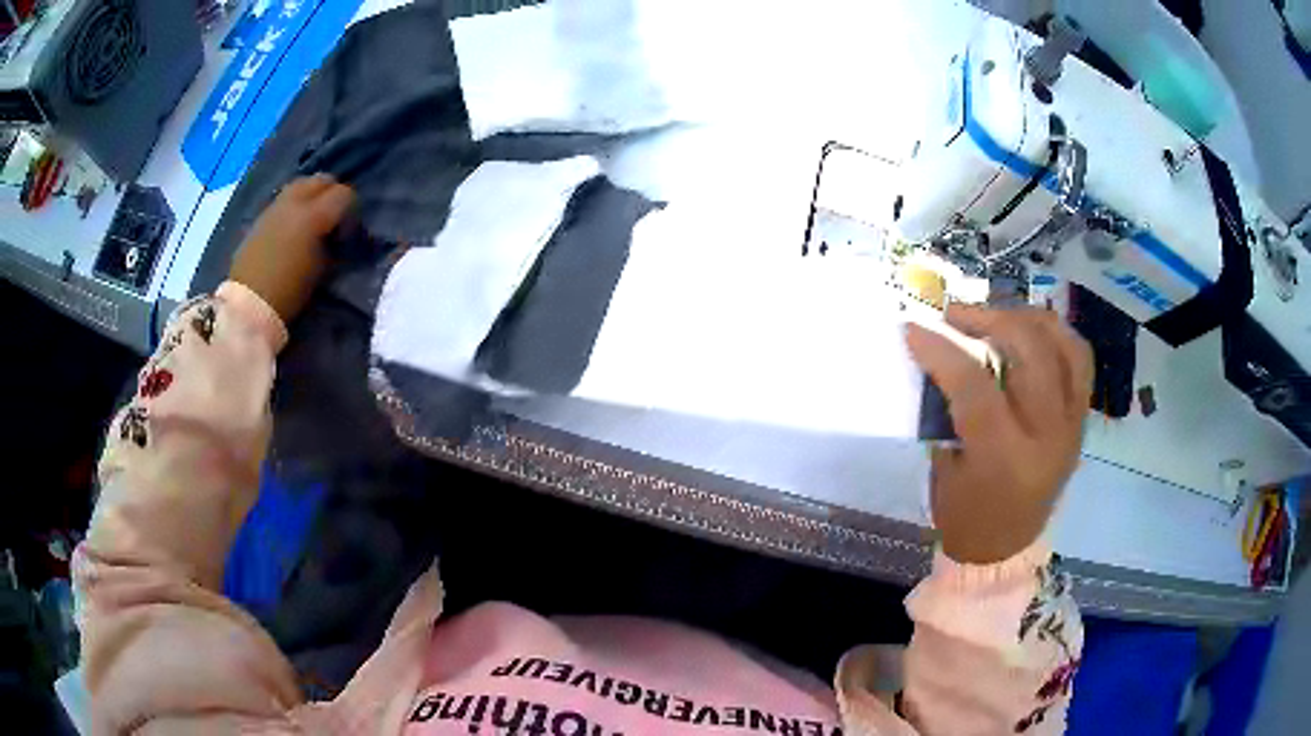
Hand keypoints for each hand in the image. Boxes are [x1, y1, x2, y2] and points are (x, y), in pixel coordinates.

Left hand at [228, 175, 355, 322]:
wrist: (248, 304)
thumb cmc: (289, 291)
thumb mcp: (320, 269)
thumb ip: (331, 244)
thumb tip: (336, 236)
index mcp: (313, 215)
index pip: (343, 194)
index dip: (351, 209)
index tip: (349, 230)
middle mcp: (294, 203)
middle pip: (322, 180)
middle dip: (332, 194)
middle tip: (334, 219)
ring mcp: (274, 207)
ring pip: (301, 184)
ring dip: (312, 196)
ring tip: (313, 220)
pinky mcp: (261, 218)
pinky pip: (284, 200)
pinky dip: (294, 206)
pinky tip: (293, 228)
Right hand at [905, 304, 1092, 563]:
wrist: (1005, 548)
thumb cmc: (965, 516)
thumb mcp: (945, 467)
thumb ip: (947, 409)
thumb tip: (940, 355)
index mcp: (1005, 458)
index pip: (975, 385)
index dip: (941, 350)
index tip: (914, 329)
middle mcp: (1048, 435)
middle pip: (1029, 351)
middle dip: (988, 319)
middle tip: (956, 315)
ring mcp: (1072, 425)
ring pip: (1063, 346)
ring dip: (1027, 318)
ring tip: (997, 314)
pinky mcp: (1081, 420)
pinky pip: (1079, 360)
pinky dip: (1056, 336)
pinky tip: (1031, 330)